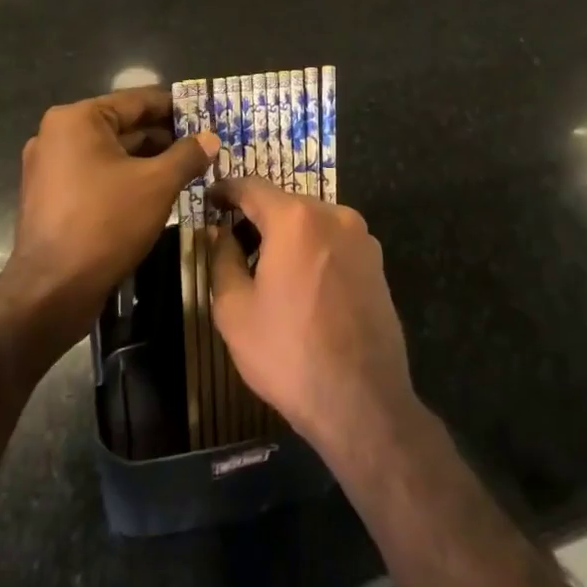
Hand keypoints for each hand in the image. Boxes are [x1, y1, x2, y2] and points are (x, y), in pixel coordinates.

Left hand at [8, 88, 219, 339]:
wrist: (52, 291)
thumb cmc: (105, 223)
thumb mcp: (157, 184)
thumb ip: (188, 155)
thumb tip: (211, 138)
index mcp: (77, 120)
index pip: (137, 101)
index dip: (176, 107)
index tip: (206, 114)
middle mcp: (57, 135)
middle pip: (123, 126)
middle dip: (164, 137)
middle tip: (203, 146)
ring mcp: (49, 168)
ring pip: (111, 153)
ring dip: (148, 160)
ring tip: (188, 168)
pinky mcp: (51, 197)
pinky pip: (96, 175)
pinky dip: (126, 178)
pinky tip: (157, 192)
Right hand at [208, 177, 415, 453]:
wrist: (362, 400)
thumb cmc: (289, 352)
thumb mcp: (235, 310)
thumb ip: (223, 259)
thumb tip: (222, 234)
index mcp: (296, 218)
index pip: (252, 187)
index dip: (226, 190)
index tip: (209, 199)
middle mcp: (334, 215)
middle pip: (285, 203)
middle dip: (257, 217)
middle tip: (232, 243)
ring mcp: (362, 238)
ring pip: (312, 222)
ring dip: (287, 235)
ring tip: (265, 269)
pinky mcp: (377, 263)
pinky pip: (334, 243)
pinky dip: (312, 251)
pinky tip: (301, 285)